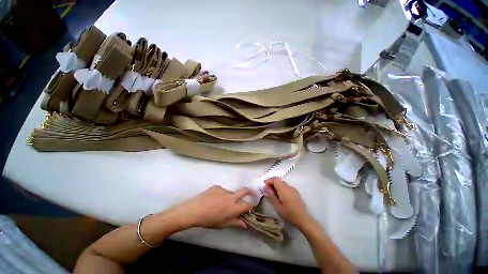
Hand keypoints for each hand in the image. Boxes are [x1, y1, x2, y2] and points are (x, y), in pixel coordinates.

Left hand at [175, 185, 253, 228]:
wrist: (194, 210)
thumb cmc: (209, 220)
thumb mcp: (222, 224)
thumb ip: (235, 223)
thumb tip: (246, 224)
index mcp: (233, 208)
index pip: (247, 206)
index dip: (250, 206)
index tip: (250, 207)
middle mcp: (231, 197)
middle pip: (244, 190)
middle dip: (250, 191)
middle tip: (251, 192)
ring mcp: (224, 190)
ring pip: (230, 192)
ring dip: (229, 197)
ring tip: (219, 203)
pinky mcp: (217, 186)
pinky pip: (222, 190)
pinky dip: (220, 194)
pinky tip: (213, 199)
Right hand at [264, 177, 311, 228]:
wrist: (303, 219)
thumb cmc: (288, 214)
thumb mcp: (277, 206)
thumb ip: (271, 195)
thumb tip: (266, 187)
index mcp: (283, 188)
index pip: (275, 179)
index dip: (269, 181)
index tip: (265, 187)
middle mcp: (288, 186)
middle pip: (278, 180)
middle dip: (272, 183)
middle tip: (268, 191)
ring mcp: (293, 189)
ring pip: (282, 183)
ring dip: (277, 186)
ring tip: (273, 195)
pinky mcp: (295, 192)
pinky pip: (286, 187)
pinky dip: (281, 188)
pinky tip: (281, 197)